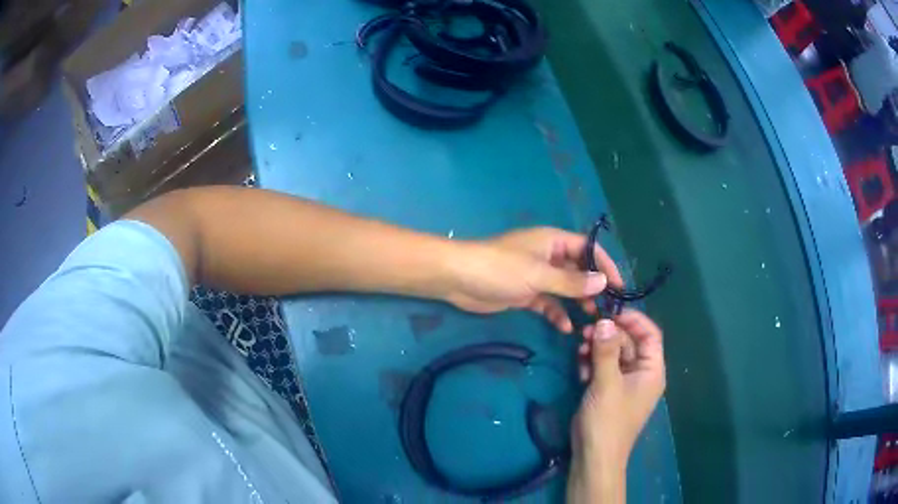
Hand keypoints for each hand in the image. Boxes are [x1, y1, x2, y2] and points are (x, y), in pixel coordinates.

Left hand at [444, 227, 623, 332]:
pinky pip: (547, 303)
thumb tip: (603, 282)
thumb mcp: (539, 275)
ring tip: (591, 319)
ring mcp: (535, 276)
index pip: (588, 249)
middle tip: (607, 308)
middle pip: (578, 270)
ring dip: (576, 302)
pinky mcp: (524, 293)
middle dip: (592, 287)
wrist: (458, 279)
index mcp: (553, 241)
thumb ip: (571, 281)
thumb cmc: (500, 269)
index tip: (619, 286)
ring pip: (564, 289)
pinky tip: (564, 327)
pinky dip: (556, 313)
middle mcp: (547, 256)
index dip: (605, 265)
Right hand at [567, 311, 665, 503]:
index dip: (633, 320)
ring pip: (614, 354)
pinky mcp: (610, 390)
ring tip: (579, 350)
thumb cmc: (607, 421)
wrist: (594, 456)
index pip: (650, 334)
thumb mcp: (606, 384)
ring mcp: (625, 382)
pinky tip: (580, 368)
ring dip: (597, 349)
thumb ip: (606, 351)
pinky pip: (604, 367)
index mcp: (651, 370)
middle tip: (585, 332)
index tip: (609, 313)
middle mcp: (642, 373)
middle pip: (629, 342)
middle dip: (608, 335)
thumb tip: (604, 321)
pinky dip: (592, 363)